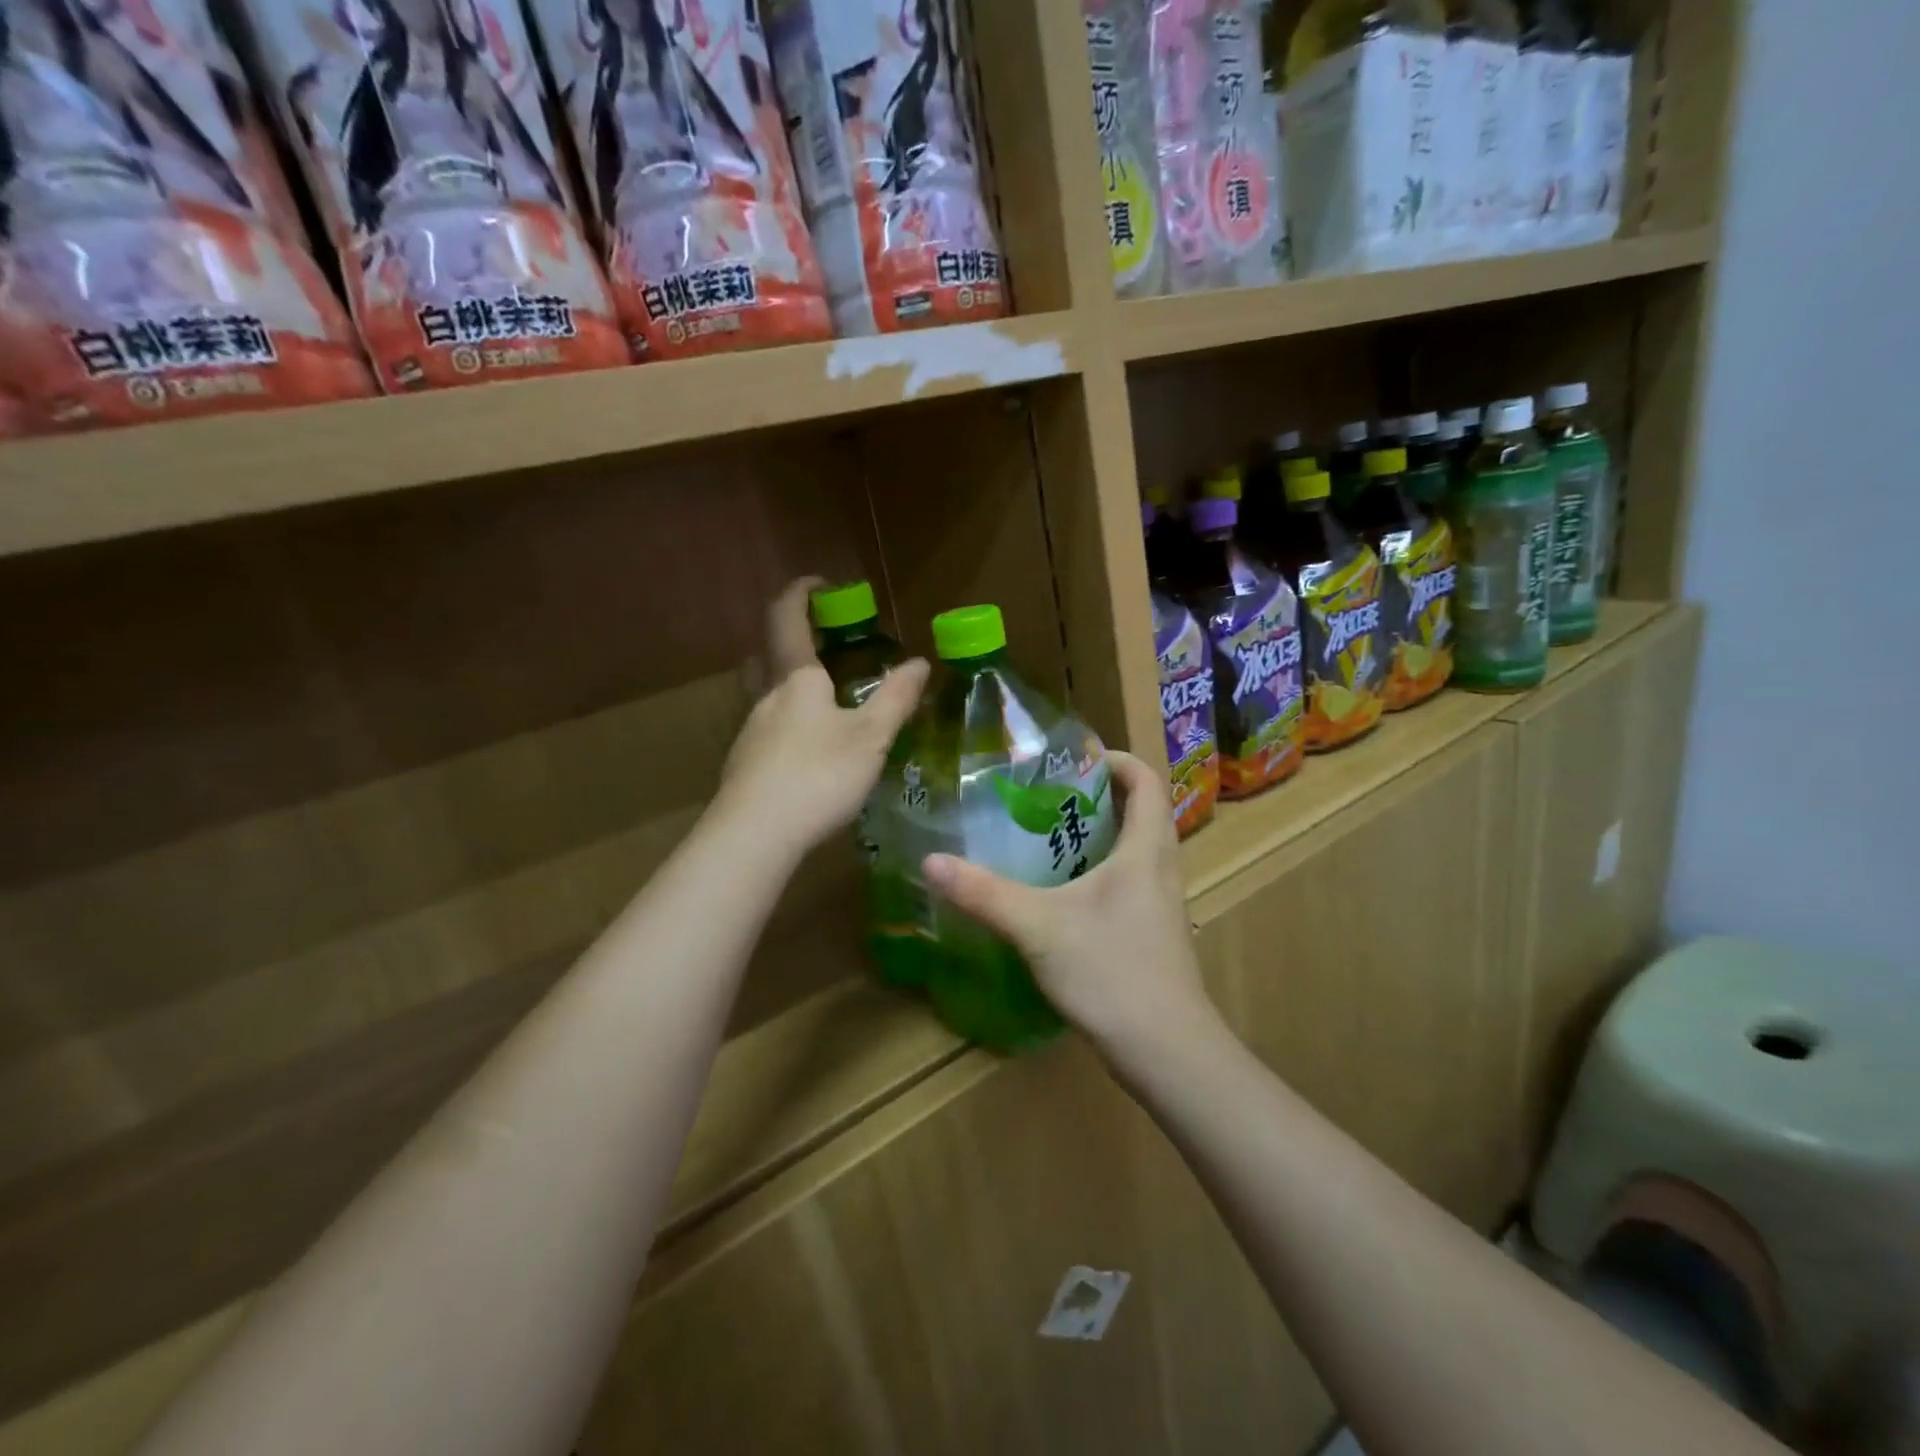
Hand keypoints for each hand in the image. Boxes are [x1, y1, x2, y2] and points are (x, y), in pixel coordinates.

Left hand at [716, 579, 928, 858]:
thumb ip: (896, 699)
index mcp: (796, 680)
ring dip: (789, 687)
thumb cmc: (818, 775)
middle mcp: (766, 698)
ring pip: (765, 696)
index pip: (788, 619)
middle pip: (767, 655)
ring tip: (824, 704)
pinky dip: (786, 726)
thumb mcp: (870, 738)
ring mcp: (750, 734)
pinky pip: (766, 731)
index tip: (819, 583)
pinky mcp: (744, 767)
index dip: (800, 593)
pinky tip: (807, 754)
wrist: (755, 836)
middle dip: (790, 640)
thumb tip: (920, 663)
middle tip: (821, 643)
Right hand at [921, 751, 1220, 1062]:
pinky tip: (1062, 893)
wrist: (1165, 1051)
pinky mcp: (1154, 933)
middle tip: (1049, 794)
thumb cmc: (1111, 971)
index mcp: (1145, 850)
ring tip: (1048, 836)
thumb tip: (931, 861)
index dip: (1115, 759)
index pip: (1145, 780)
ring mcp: (1161, 904)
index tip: (1073, 759)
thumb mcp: (1038, 927)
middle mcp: (1162, 868)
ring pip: (1136, 850)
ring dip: (1100, 834)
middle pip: (1141, 811)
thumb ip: (984, 893)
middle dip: (1099, 795)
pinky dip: (1101, 871)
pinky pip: (1131, 882)